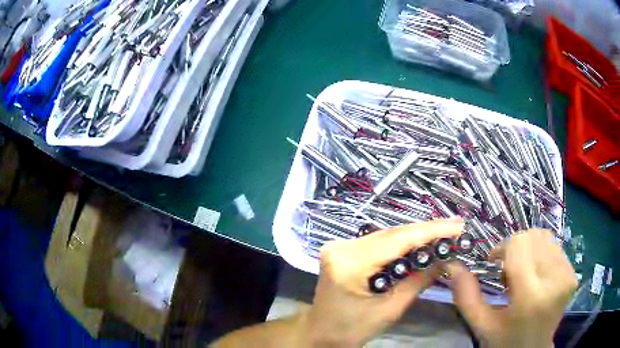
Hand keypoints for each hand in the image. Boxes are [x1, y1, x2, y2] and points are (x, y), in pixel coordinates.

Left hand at [301, 218, 463, 345]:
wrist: (320, 334)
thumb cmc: (350, 329)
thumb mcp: (387, 311)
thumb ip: (416, 283)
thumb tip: (443, 261)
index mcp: (348, 262)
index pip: (397, 240)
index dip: (430, 231)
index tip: (457, 226)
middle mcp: (342, 247)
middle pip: (392, 234)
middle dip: (426, 232)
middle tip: (455, 229)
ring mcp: (341, 247)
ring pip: (387, 237)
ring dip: (415, 237)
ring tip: (443, 235)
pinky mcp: (345, 251)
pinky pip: (379, 244)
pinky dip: (401, 245)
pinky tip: (420, 245)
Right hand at [445, 229, 577, 347]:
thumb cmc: (505, 341)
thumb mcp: (482, 325)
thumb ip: (466, 297)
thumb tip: (452, 265)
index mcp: (531, 297)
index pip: (519, 245)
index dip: (503, 247)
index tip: (494, 262)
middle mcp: (555, 280)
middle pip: (533, 237)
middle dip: (515, 248)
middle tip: (508, 272)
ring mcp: (568, 275)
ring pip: (544, 237)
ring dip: (529, 250)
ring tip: (524, 273)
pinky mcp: (573, 273)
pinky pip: (555, 246)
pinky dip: (541, 254)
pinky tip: (536, 274)